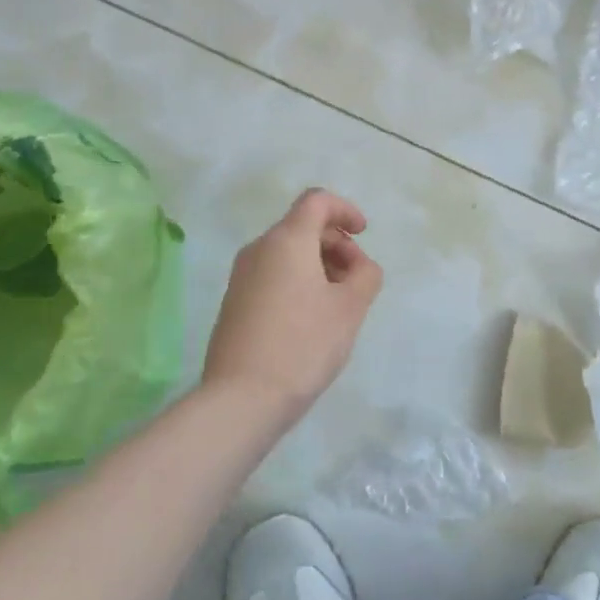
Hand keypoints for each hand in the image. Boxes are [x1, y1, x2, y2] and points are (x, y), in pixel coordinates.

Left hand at [202, 189, 383, 422]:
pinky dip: (298, 281)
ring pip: (287, 253)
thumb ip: (365, 274)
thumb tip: (357, 265)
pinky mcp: (234, 302)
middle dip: (336, 243)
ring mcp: (241, 276)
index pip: (317, 200)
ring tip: (338, 302)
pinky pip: (272, 275)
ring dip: (318, 264)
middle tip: (357, 279)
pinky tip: (311, 319)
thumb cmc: (303, 345)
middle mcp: (259, 249)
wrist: (241, 399)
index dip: (345, 210)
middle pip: (302, 226)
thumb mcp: (350, 308)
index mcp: (286, 240)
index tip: (363, 235)